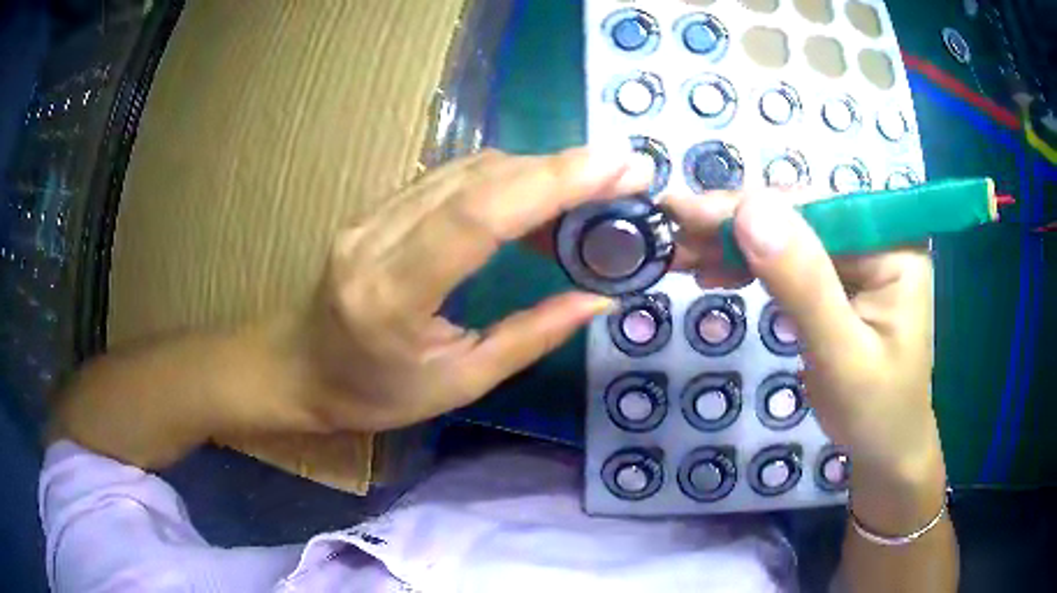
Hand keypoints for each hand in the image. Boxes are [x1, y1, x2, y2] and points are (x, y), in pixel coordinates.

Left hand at [284, 147, 654, 432]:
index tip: (617, 167)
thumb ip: (531, 337)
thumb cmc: (374, 393)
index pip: (478, 215)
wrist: (299, 368)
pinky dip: (504, 179)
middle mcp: (377, 238)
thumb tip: (598, 299)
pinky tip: (536, 197)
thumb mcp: (459, 384)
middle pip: (477, 179)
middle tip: (623, 172)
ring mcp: (371, 215)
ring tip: (590, 191)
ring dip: (536, 171)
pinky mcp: (376, 207)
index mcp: (393, 295)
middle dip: (560, 167)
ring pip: (466, 169)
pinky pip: (449, 178)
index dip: (552, 182)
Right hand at [666, 190, 942, 490]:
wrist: (885, 449)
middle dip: (733, 226)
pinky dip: (749, 265)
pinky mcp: (839, 278)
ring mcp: (858, 257)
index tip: (684, 213)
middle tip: (671, 233)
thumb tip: (750, 210)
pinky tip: (715, 272)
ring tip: (682, 254)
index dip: (750, 208)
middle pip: (798, 216)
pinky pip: (788, 261)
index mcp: (893, 246)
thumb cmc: (874, 413)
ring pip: (786, 235)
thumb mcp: (841, 356)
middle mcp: (877, 238)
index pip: (816, 209)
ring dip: (733, 244)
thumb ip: (803, 285)